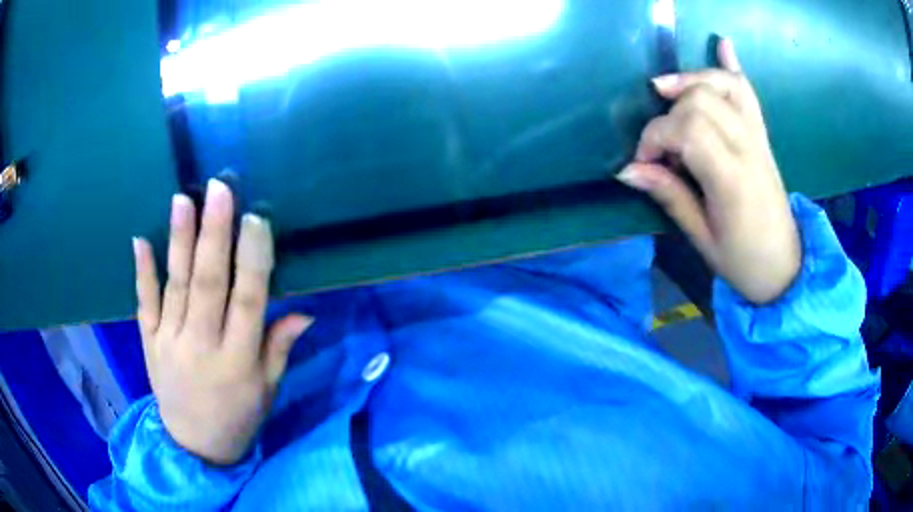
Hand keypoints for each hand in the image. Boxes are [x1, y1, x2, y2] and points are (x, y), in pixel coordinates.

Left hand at [132, 179, 311, 464]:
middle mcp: (201, 346)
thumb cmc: (237, 417)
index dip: (252, 259)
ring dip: (179, 241)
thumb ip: (278, 347)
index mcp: (237, 361)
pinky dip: (142, 272)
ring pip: (175, 285)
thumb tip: (304, 311)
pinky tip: (141, 240)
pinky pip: (144, 304)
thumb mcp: (266, 390)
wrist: (193, 446)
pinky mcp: (149, 343)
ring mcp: (169, 342)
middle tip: (219, 189)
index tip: (256, 219)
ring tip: (183, 200)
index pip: (247, 301)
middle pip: (207, 284)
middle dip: (214, 234)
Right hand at [618, 38, 799, 303]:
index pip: (687, 131)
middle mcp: (747, 148)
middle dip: (668, 114)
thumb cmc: (743, 262)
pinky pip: (748, 93)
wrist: (785, 267)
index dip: (655, 138)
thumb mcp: (702, 238)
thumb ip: (670, 196)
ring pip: (723, 86)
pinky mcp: (762, 136)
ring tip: (665, 88)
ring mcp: (758, 138)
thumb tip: (628, 170)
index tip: (643, 163)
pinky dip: (732, 67)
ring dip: (690, 80)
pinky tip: (722, 43)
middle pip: (702, 102)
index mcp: (732, 179)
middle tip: (658, 144)